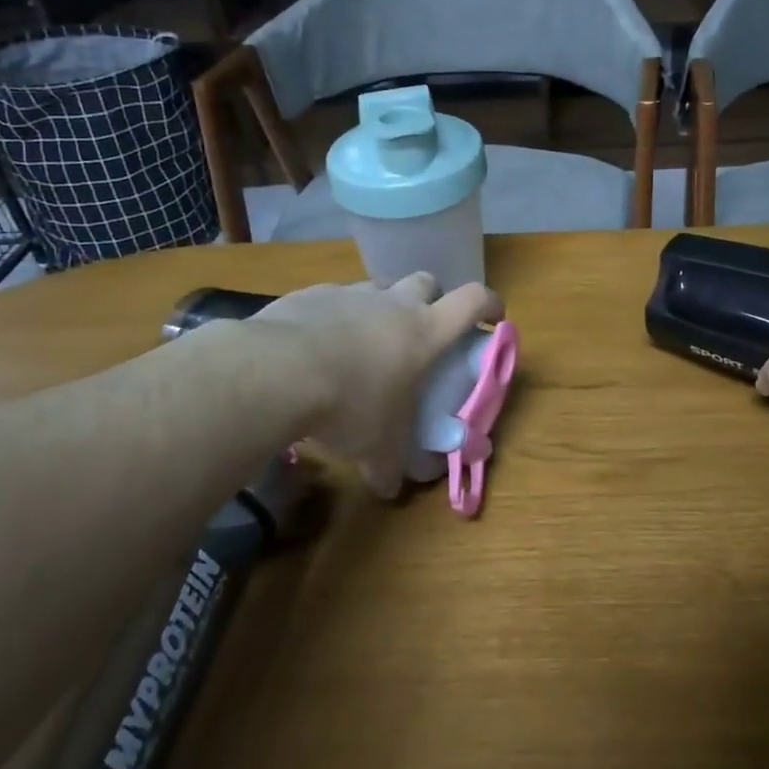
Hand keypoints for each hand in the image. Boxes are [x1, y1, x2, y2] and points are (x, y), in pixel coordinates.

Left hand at [257, 274, 503, 497]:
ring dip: (380, 307)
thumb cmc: (349, 406)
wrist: (276, 372)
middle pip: (427, 281)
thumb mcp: (377, 447)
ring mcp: (350, 294)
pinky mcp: (311, 294)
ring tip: (364, 341)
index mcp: (424, 332)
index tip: (493, 316)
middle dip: (430, 299)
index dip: (489, 304)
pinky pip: (332, 298)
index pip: (473, 301)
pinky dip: (334, 315)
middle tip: (420, 330)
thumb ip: (391, 465)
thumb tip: (391, 487)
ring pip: (378, 287)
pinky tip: (316, 345)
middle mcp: (393, 304)